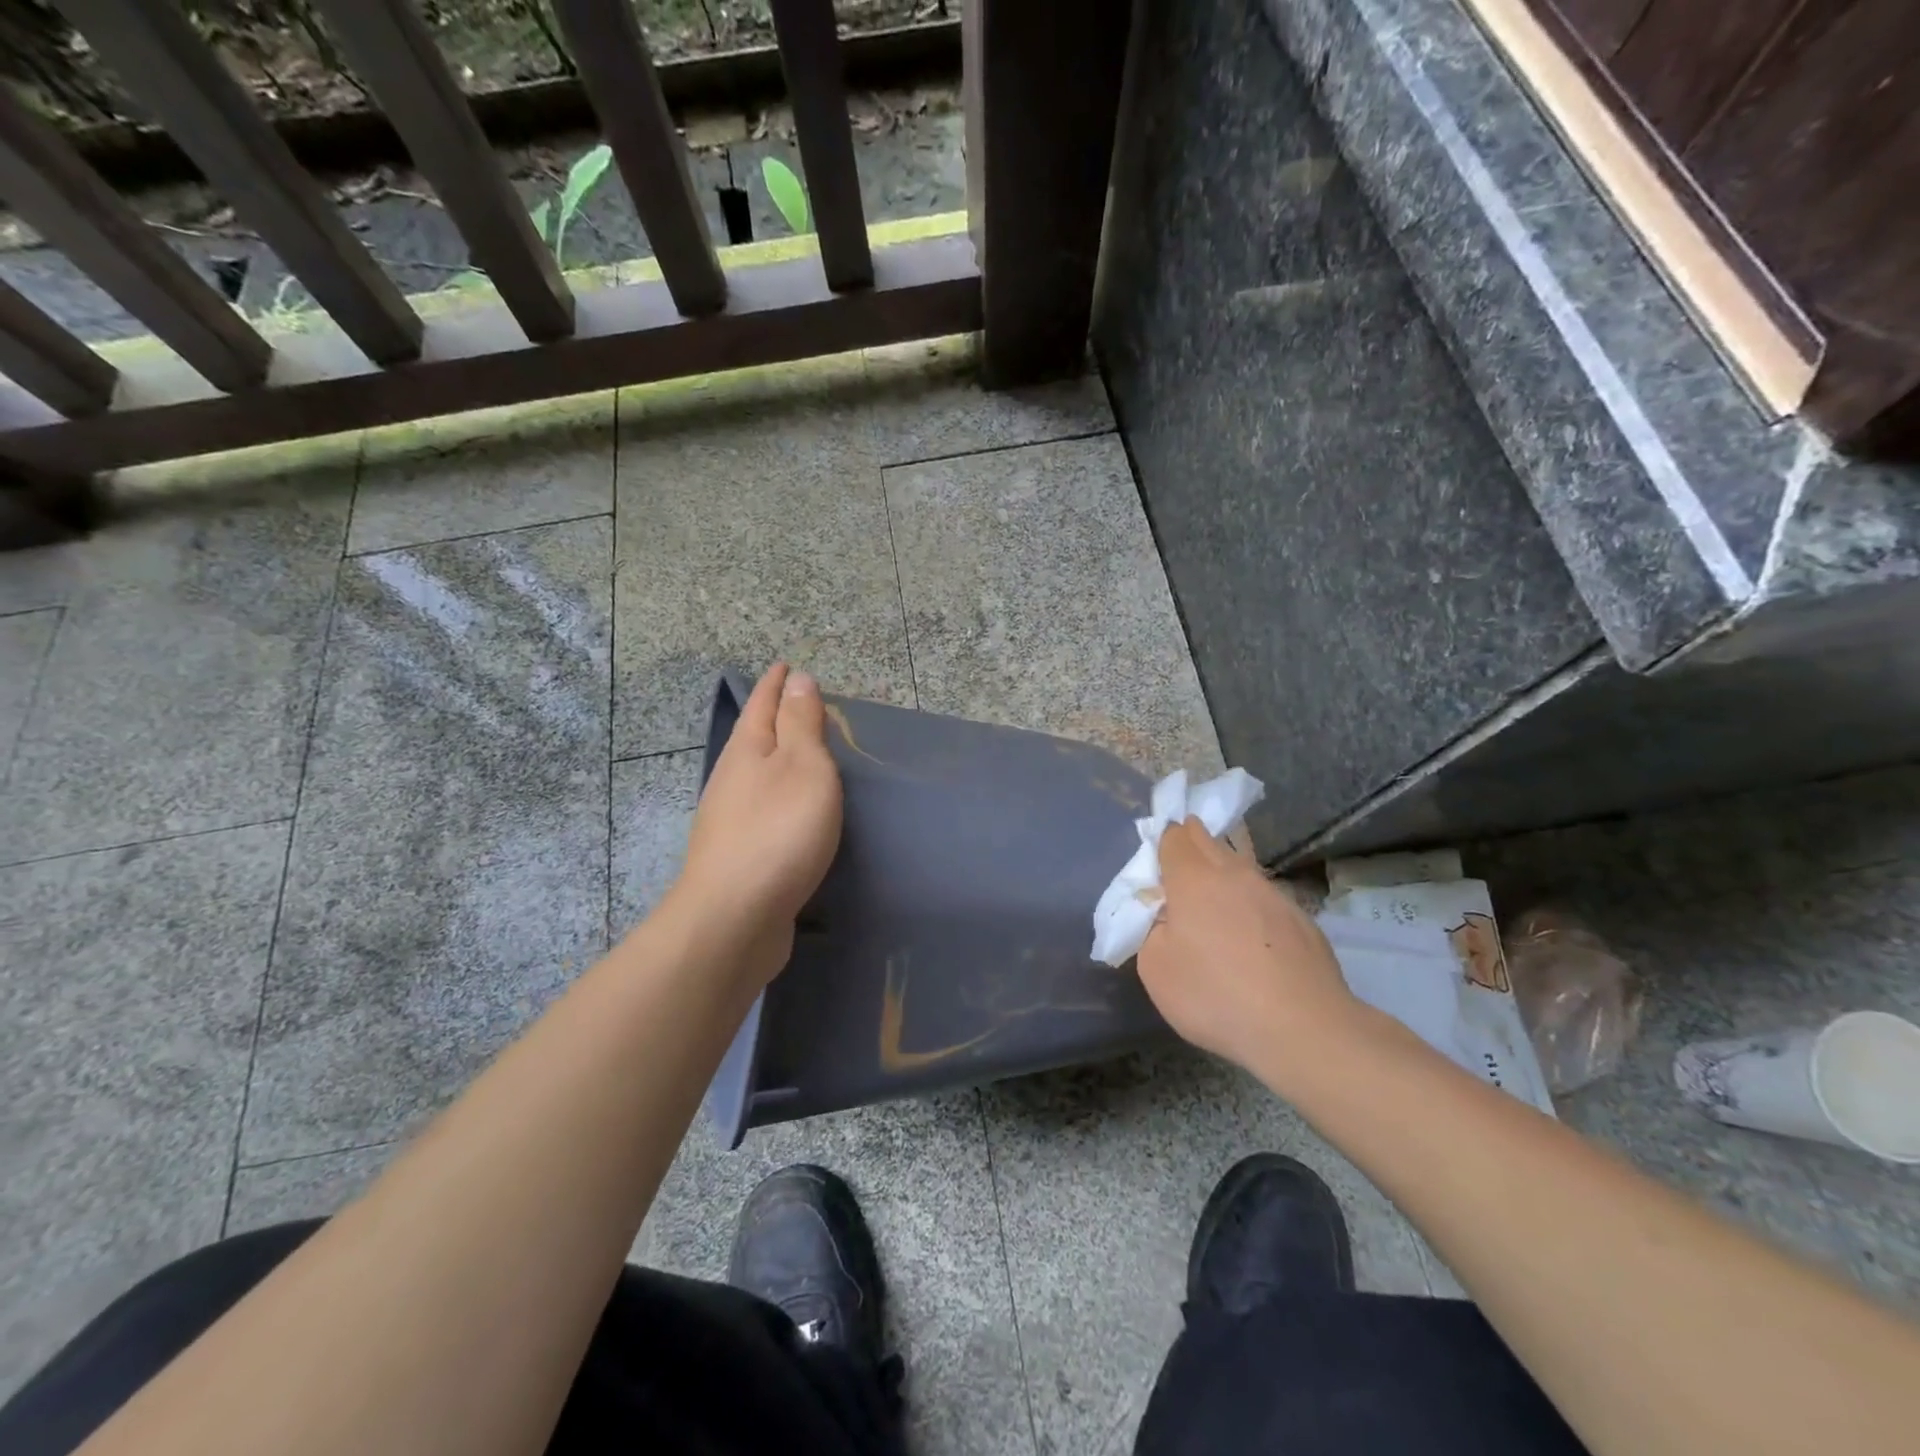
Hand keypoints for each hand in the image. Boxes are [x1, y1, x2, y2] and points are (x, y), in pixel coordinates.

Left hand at [667, 664, 842, 987]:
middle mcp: (731, 780)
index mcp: (747, 751)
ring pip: (756, 776)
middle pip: (754, 737)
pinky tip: (789, 811)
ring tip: (801, 755)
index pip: (762, 704)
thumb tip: (796, 679)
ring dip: (776, 760)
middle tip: (800, 705)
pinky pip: (762, 810)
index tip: (785, 664)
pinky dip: (778, 797)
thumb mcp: (803, 767)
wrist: (734, 917)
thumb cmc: (779, 832)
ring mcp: (729, 820)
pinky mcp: (737, 856)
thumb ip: (801, 724)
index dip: (775, 683)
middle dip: (774, 718)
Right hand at [1136, 819, 1357, 1076]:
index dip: (1164, 840)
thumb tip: (1167, 918)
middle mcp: (1234, 875)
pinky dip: (1252, 906)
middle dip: (1193, 842)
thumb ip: (1152, 930)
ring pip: (1241, 868)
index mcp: (1193, 879)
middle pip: (1209, 842)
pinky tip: (1252, 936)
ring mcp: (1274, 894)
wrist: (1304, 1028)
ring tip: (1215, 899)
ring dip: (1224, 874)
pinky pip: (1266, 899)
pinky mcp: (1302, 920)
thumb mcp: (1156, 968)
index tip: (1158, 856)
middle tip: (1182, 861)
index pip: (1175, 837)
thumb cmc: (1216, 995)